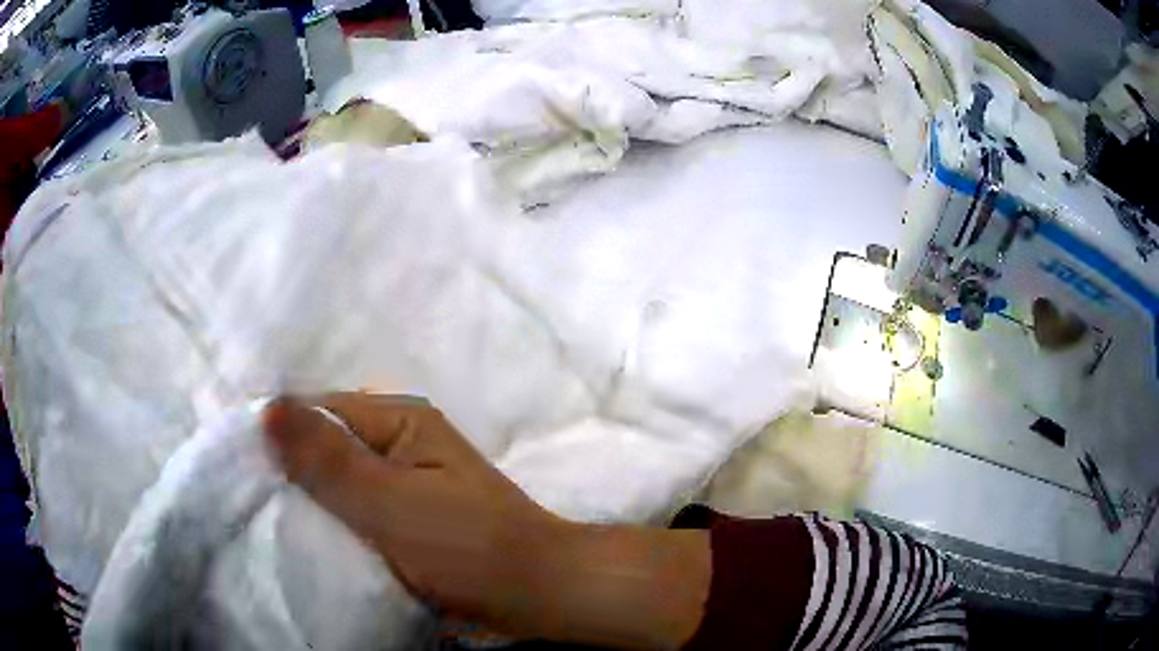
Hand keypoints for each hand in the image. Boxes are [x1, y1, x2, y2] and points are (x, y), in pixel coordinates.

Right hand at [263, 393, 709, 648]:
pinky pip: (358, 509)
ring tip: (266, 517)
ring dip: (311, 499)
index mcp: (400, 419)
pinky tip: (308, 537)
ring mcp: (406, 480)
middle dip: (291, 470)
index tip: (239, 466)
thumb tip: (267, 407)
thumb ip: (327, 460)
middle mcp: (401, 440)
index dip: (278, 435)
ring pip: (340, 480)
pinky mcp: (411, 517)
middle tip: (247, 498)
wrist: (539, 593)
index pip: (318, 411)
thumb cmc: (469, 547)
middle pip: (327, 445)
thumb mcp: (389, 502)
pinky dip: (335, 521)